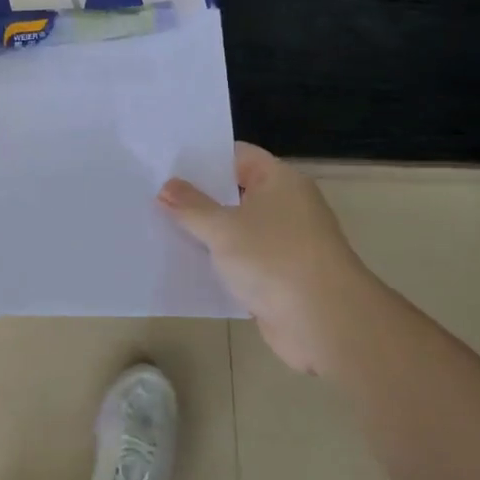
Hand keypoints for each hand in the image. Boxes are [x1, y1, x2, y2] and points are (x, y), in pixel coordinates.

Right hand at [158, 143, 360, 374]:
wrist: (326, 323)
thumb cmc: (274, 259)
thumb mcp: (223, 228)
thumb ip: (191, 206)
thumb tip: (166, 187)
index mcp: (279, 180)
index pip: (237, 156)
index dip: (203, 158)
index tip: (166, 164)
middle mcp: (286, 205)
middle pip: (236, 192)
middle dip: (199, 196)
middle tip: (154, 193)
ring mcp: (286, 242)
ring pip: (237, 229)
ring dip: (207, 232)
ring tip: (161, 226)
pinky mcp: (281, 277)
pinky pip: (243, 260)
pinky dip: (220, 262)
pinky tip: (186, 264)